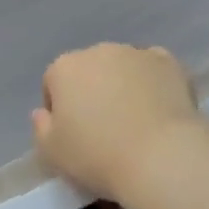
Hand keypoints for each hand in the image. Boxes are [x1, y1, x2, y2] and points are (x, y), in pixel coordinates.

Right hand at [33, 44, 205, 201]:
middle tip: (105, 128)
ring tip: (136, 121)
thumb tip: (42, 112)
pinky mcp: (168, 62)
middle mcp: (97, 51)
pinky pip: (154, 68)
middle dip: (93, 91)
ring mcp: (134, 53)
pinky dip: (154, 82)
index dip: (60, 109)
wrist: (161, 157)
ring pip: (122, 66)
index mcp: (64, 68)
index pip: (53, 83)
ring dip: (123, 85)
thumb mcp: (52, 153)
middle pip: (88, 71)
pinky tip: (160, 108)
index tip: (73, 135)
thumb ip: (40, 128)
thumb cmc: (98, 156)